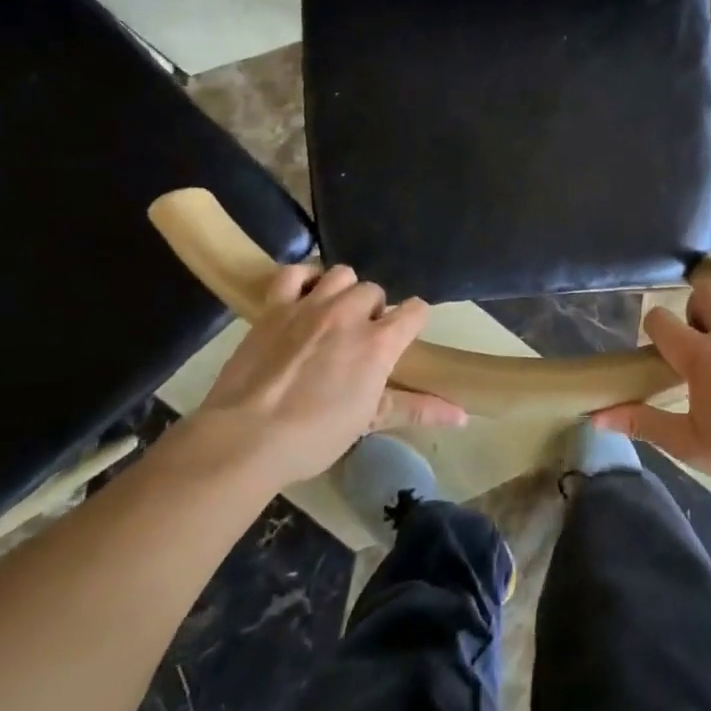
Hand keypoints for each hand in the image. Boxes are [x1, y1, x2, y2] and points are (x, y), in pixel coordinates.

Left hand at [183, 264, 460, 488]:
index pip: (416, 310)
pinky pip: (292, 273)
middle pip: (375, 291)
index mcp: (379, 342)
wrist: (246, 438)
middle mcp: (350, 313)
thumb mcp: (369, 421)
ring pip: (341, 274)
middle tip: (359, 339)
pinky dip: (301, 278)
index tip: (403, 336)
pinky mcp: (274, 306)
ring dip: (343, 290)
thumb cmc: (314, 436)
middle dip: (373, 310)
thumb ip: (417, 409)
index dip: (413, 320)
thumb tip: (464, 416)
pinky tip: (302, 296)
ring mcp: (310, 305)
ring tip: (333, 315)